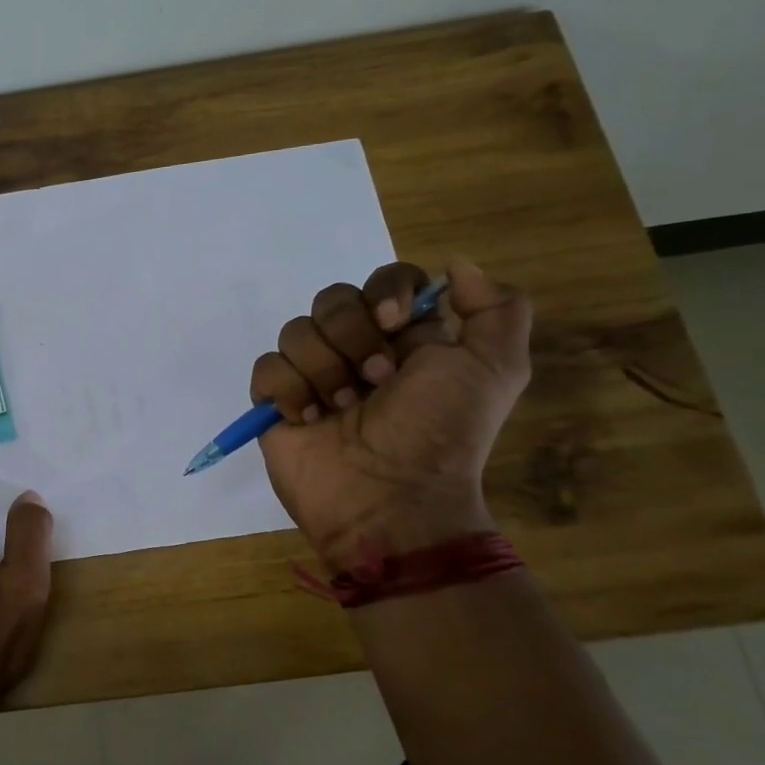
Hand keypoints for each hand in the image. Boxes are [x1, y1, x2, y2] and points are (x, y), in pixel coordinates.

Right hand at [249, 258, 530, 568]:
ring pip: (296, 331)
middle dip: (353, 337)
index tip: (396, 323)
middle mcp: (356, 349)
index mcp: (405, 337)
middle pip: (333, 299)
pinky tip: (309, 419)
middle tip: (376, 381)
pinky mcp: (276, 403)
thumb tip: (457, 266)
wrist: (391, 499)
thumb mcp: (496, 369)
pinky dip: (289, 391)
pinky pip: (267, 368)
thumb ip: (497, 308)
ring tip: (342, 410)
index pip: (386, 280)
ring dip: (324, 370)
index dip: (387, 292)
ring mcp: (312, 375)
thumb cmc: (440, 434)